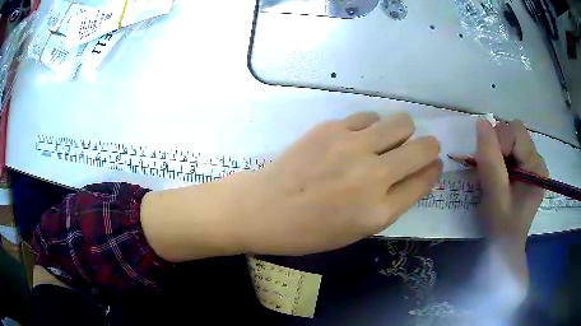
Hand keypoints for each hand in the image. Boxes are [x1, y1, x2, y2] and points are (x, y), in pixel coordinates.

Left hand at [238, 112, 441, 254]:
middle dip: (428, 147)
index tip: (434, 163)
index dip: (434, 168)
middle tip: (417, 151)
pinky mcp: (331, 128)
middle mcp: (373, 175)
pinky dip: (372, 127)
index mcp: (379, 211)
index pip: (425, 179)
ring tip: (385, 143)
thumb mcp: (359, 229)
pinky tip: (358, 138)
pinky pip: (368, 117)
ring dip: (401, 133)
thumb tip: (421, 172)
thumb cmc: (311, 230)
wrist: (264, 208)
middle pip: (424, 146)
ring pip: (401, 122)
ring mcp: (351, 146)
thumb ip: (394, 201)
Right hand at [475, 119, 548, 243]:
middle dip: (497, 146)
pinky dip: (498, 157)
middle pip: (515, 133)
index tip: (487, 164)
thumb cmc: (501, 228)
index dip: (499, 141)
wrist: (503, 248)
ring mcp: (532, 165)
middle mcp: (537, 161)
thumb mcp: (495, 196)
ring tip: (492, 175)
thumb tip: (480, 123)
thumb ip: (490, 160)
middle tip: (489, 170)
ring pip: (510, 140)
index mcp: (537, 168)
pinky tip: (497, 175)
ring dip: (496, 152)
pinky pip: (510, 150)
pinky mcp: (525, 170)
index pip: (517, 133)